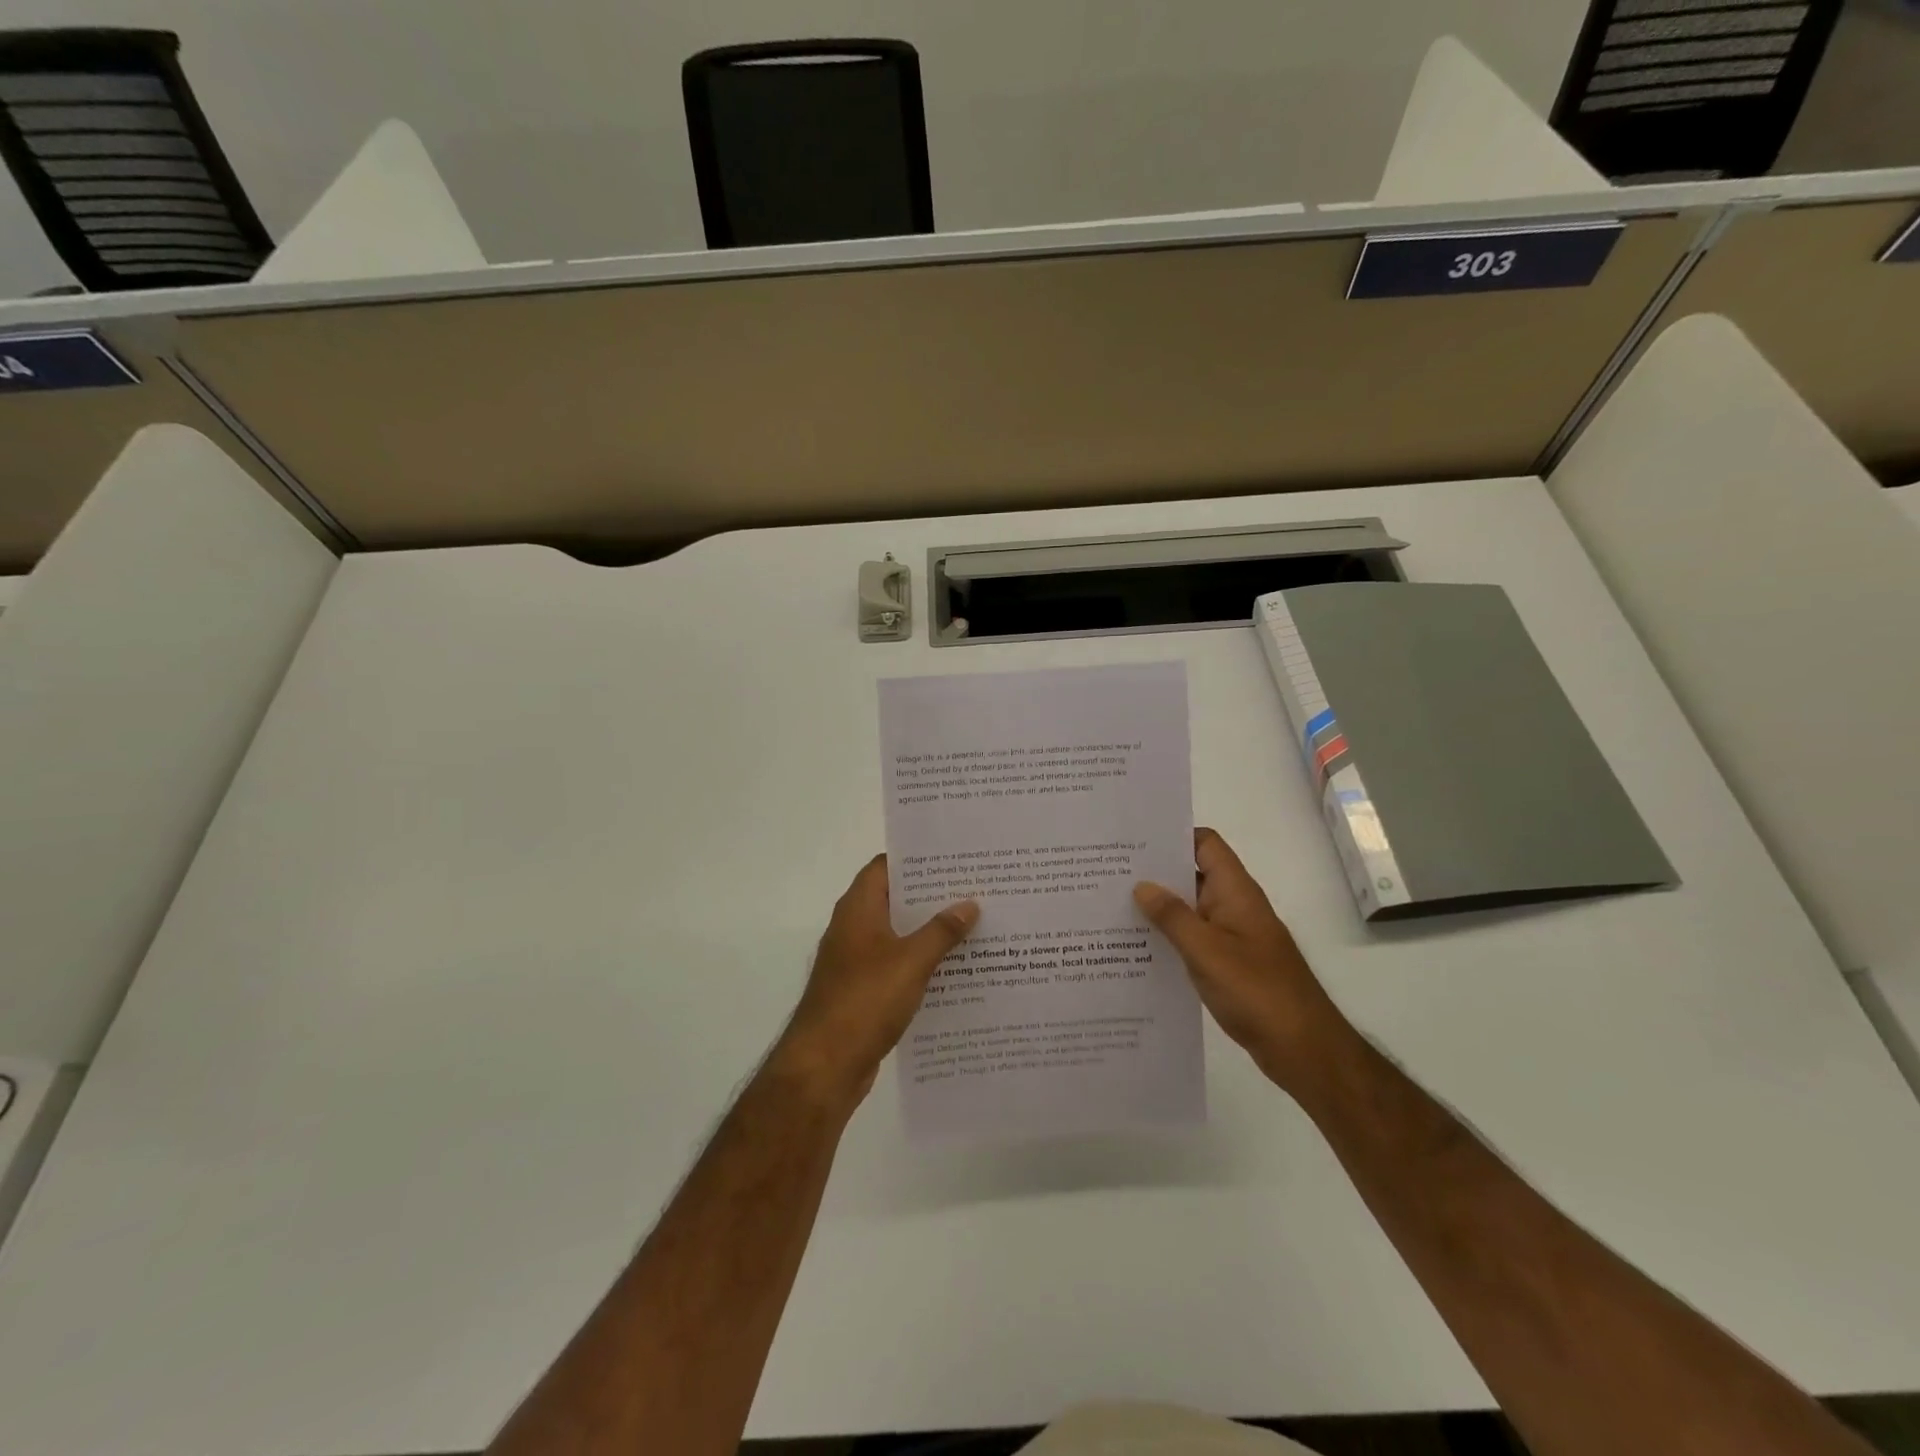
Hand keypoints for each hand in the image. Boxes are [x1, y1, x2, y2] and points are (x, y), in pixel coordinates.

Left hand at [771, 855, 979, 1109]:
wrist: (824, 1067)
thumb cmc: (864, 1001)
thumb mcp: (911, 962)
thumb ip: (941, 931)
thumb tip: (969, 903)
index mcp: (858, 909)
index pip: (885, 866)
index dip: (916, 859)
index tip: (953, 858)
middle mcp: (854, 927)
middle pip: (895, 899)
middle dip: (932, 896)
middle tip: (974, 889)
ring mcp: (855, 960)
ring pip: (898, 934)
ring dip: (929, 931)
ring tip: (973, 925)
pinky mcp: (862, 990)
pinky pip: (896, 965)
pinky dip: (920, 962)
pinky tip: (954, 970)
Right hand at [1134, 828, 1349, 1092]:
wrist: (1303, 1049)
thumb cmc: (1257, 991)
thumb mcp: (1207, 951)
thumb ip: (1172, 916)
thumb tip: (1141, 885)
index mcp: (1235, 891)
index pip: (1205, 844)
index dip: (1172, 835)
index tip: (1132, 839)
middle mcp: (1234, 906)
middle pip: (1193, 874)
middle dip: (1155, 871)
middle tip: (1107, 872)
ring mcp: (1232, 936)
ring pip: (1190, 909)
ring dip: (1159, 907)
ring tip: (1111, 906)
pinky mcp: (1229, 963)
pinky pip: (1193, 938)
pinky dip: (1169, 937)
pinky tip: (1136, 947)